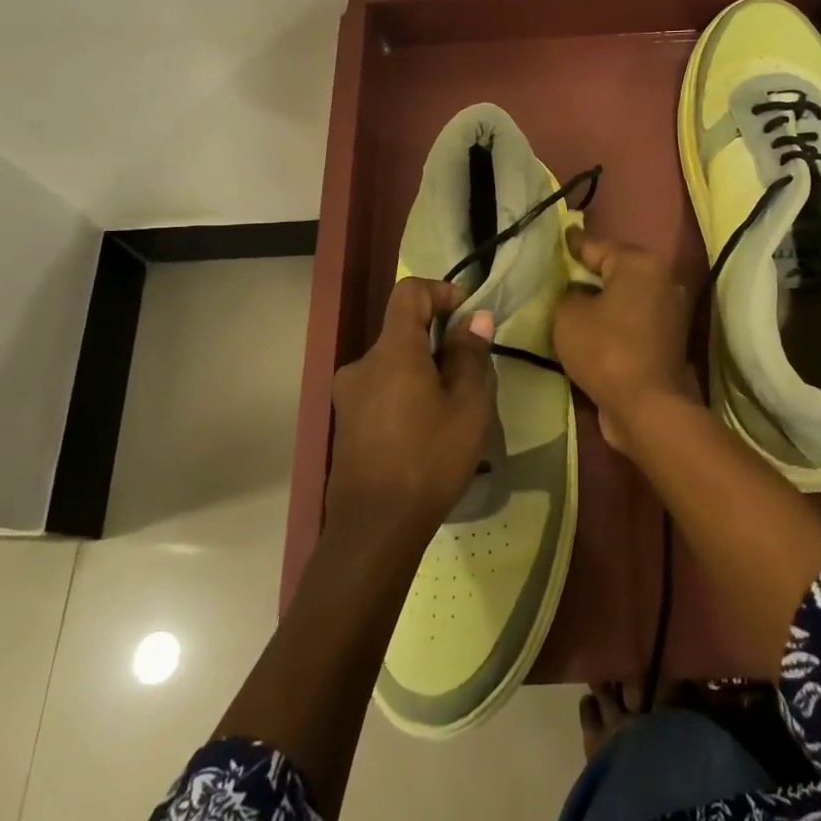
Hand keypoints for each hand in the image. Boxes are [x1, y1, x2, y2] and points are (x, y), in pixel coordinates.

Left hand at [326, 278, 495, 549]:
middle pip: (403, 332)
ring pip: (394, 365)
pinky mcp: (346, 424)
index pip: (409, 292)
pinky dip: (407, 395)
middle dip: (439, 342)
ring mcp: (349, 396)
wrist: (374, 529)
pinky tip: (426, 433)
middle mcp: (362, 364)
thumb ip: (470, 354)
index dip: (441, 291)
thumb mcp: (468, 405)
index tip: (468, 314)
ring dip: (424, 373)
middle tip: (471, 376)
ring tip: (453, 412)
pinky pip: (382, 391)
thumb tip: (475, 319)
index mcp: (392, 351)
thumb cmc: (429, 459)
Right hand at [552, 230, 700, 455]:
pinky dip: (617, 320)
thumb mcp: (568, 316)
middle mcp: (663, 280)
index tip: (564, 234)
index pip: (598, 246)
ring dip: (606, 298)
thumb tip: (579, 295)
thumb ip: (569, 295)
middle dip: (593, 270)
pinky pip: (635, 320)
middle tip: (566, 268)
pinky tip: (595, 325)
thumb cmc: (605, 349)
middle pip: (619, 269)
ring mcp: (671, 311)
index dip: (575, 244)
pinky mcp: (670, 340)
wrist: (646, 405)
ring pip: (629, 295)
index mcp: (640, 264)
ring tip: (577, 298)